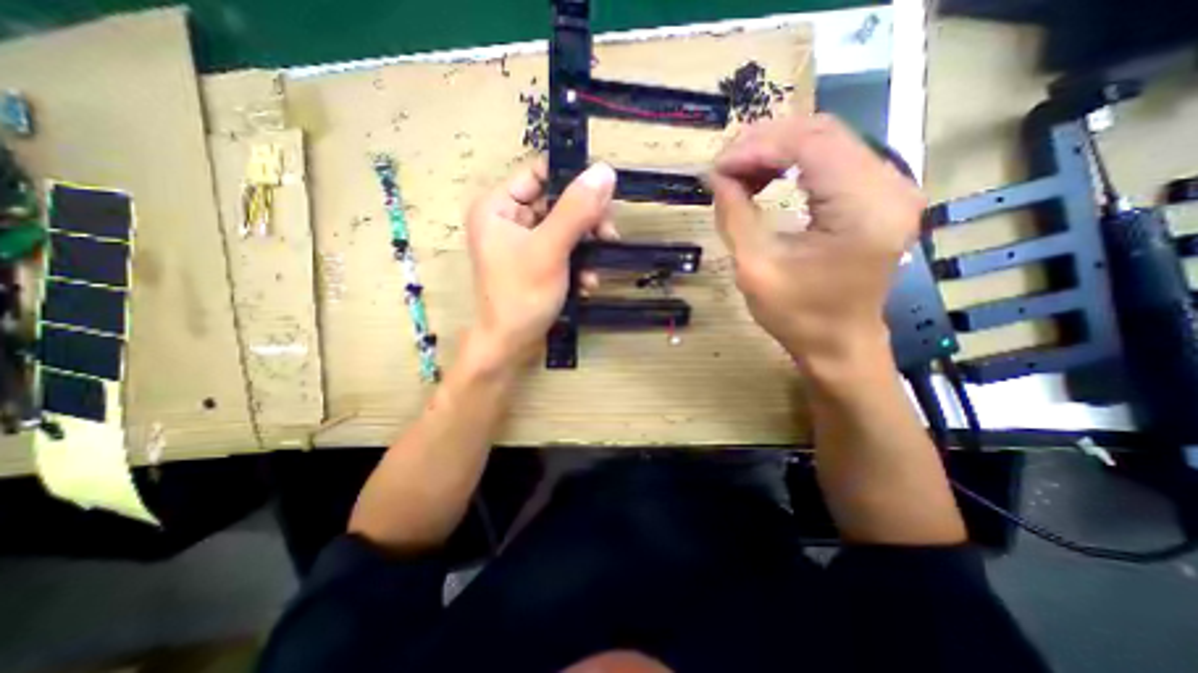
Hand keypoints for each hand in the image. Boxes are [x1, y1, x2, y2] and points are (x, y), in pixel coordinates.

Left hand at [465, 157, 617, 367]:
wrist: (510, 345)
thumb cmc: (522, 296)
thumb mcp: (550, 249)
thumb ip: (576, 210)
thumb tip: (605, 170)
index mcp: (498, 206)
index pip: (539, 173)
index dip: (573, 179)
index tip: (604, 197)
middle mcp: (508, 219)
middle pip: (557, 202)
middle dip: (586, 222)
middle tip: (608, 236)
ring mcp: (522, 242)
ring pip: (565, 228)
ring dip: (587, 247)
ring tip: (597, 268)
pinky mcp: (535, 262)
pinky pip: (562, 250)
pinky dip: (578, 264)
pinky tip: (587, 283)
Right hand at [708, 109, 924, 373]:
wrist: (839, 344)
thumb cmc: (798, 316)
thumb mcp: (755, 269)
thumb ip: (734, 216)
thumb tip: (716, 177)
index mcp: (863, 209)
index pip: (809, 144)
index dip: (755, 147)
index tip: (716, 168)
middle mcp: (889, 186)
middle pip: (821, 132)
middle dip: (763, 144)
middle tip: (722, 168)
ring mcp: (890, 187)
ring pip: (826, 140)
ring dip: (776, 151)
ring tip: (739, 174)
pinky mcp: (879, 195)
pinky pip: (833, 159)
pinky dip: (793, 162)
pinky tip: (767, 179)